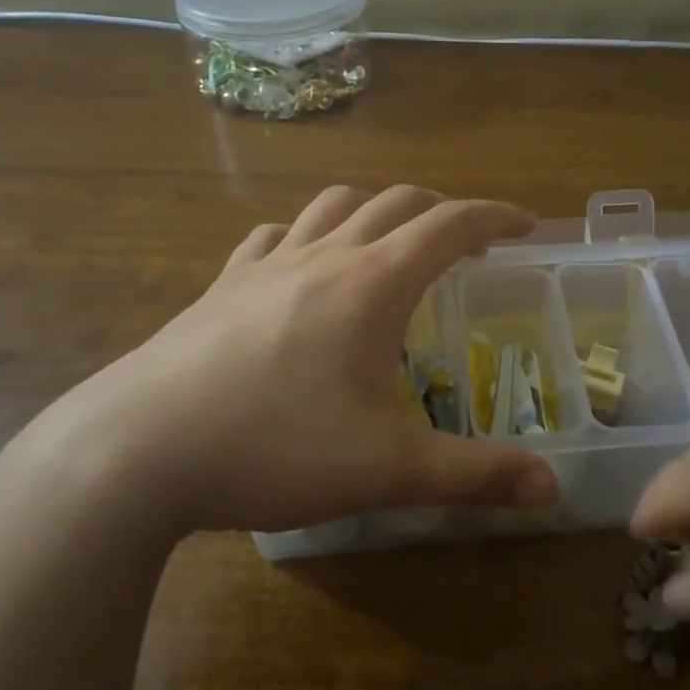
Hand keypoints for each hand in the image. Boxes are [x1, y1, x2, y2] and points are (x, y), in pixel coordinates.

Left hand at [16, 185, 557, 534]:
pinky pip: (276, 236)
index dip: (495, 216)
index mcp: (372, 284)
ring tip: (393, 242)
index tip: (526, 225)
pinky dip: (309, 235)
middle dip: (443, 212)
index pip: (450, 225)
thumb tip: (551, 487)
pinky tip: (304, 265)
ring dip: (377, 210)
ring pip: (334, 205)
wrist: (137, 450)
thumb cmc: (274, 448)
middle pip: (397, 202)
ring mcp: (267, 264)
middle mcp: (325, 256)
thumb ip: (476, 475)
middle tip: (470, 244)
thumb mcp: (389, 469)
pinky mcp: (222, 285)